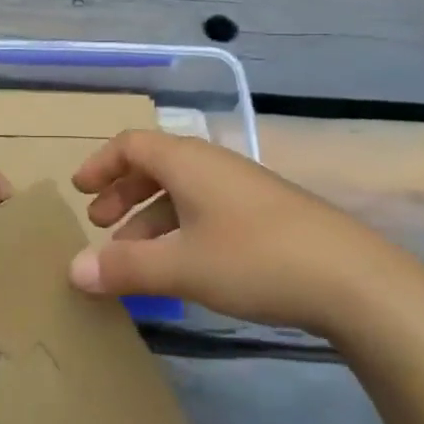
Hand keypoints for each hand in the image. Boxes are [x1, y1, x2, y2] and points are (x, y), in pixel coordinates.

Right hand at [67, 130, 408, 336]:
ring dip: (150, 218)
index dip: (101, 164)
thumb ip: (124, 268)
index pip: (131, 145)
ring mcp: (241, 189)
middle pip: (155, 166)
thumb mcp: (181, 266)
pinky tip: (180, 267)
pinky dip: (180, 231)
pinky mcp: (264, 215)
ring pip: (181, 192)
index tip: (80, 192)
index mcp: (187, 161)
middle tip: (100, 225)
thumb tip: (73, 270)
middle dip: (122, 193)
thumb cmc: (253, 258)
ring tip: (131, 257)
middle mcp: (212, 165)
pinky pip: (205, 211)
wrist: (350, 278)